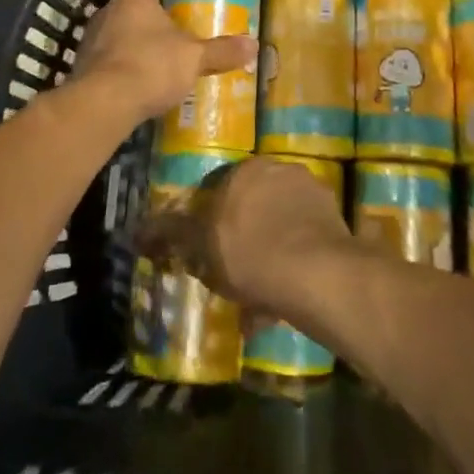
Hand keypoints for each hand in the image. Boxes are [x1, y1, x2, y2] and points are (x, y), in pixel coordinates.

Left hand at [74, 0, 256, 121]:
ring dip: (132, 51)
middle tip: (173, 47)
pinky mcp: (80, 67)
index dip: (165, 3)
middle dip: (149, 29)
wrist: (104, 102)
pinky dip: (118, 72)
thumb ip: (222, 51)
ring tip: (155, 72)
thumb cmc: (152, 65)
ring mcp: (90, 39)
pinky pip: (105, 63)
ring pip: (117, 38)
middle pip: (133, 14)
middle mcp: (107, 11)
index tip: (180, 21)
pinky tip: (135, 90)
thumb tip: (254, 45)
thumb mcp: (194, 58)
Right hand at [139, 157, 355, 320]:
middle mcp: (282, 171)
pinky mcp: (335, 223)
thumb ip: (171, 233)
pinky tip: (281, 304)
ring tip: (257, 301)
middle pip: (254, 206)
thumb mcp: (201, 244)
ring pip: (280, 227)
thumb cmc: (250, 252)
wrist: (315, 273)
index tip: (209, 251)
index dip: (213, 221)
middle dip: (244, 239)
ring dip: (269, 257)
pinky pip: (303, 244)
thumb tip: (138, 229)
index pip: (222, 188)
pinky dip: (291, 268)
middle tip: (233, 275)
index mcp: (248, 169)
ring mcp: (312, 196)